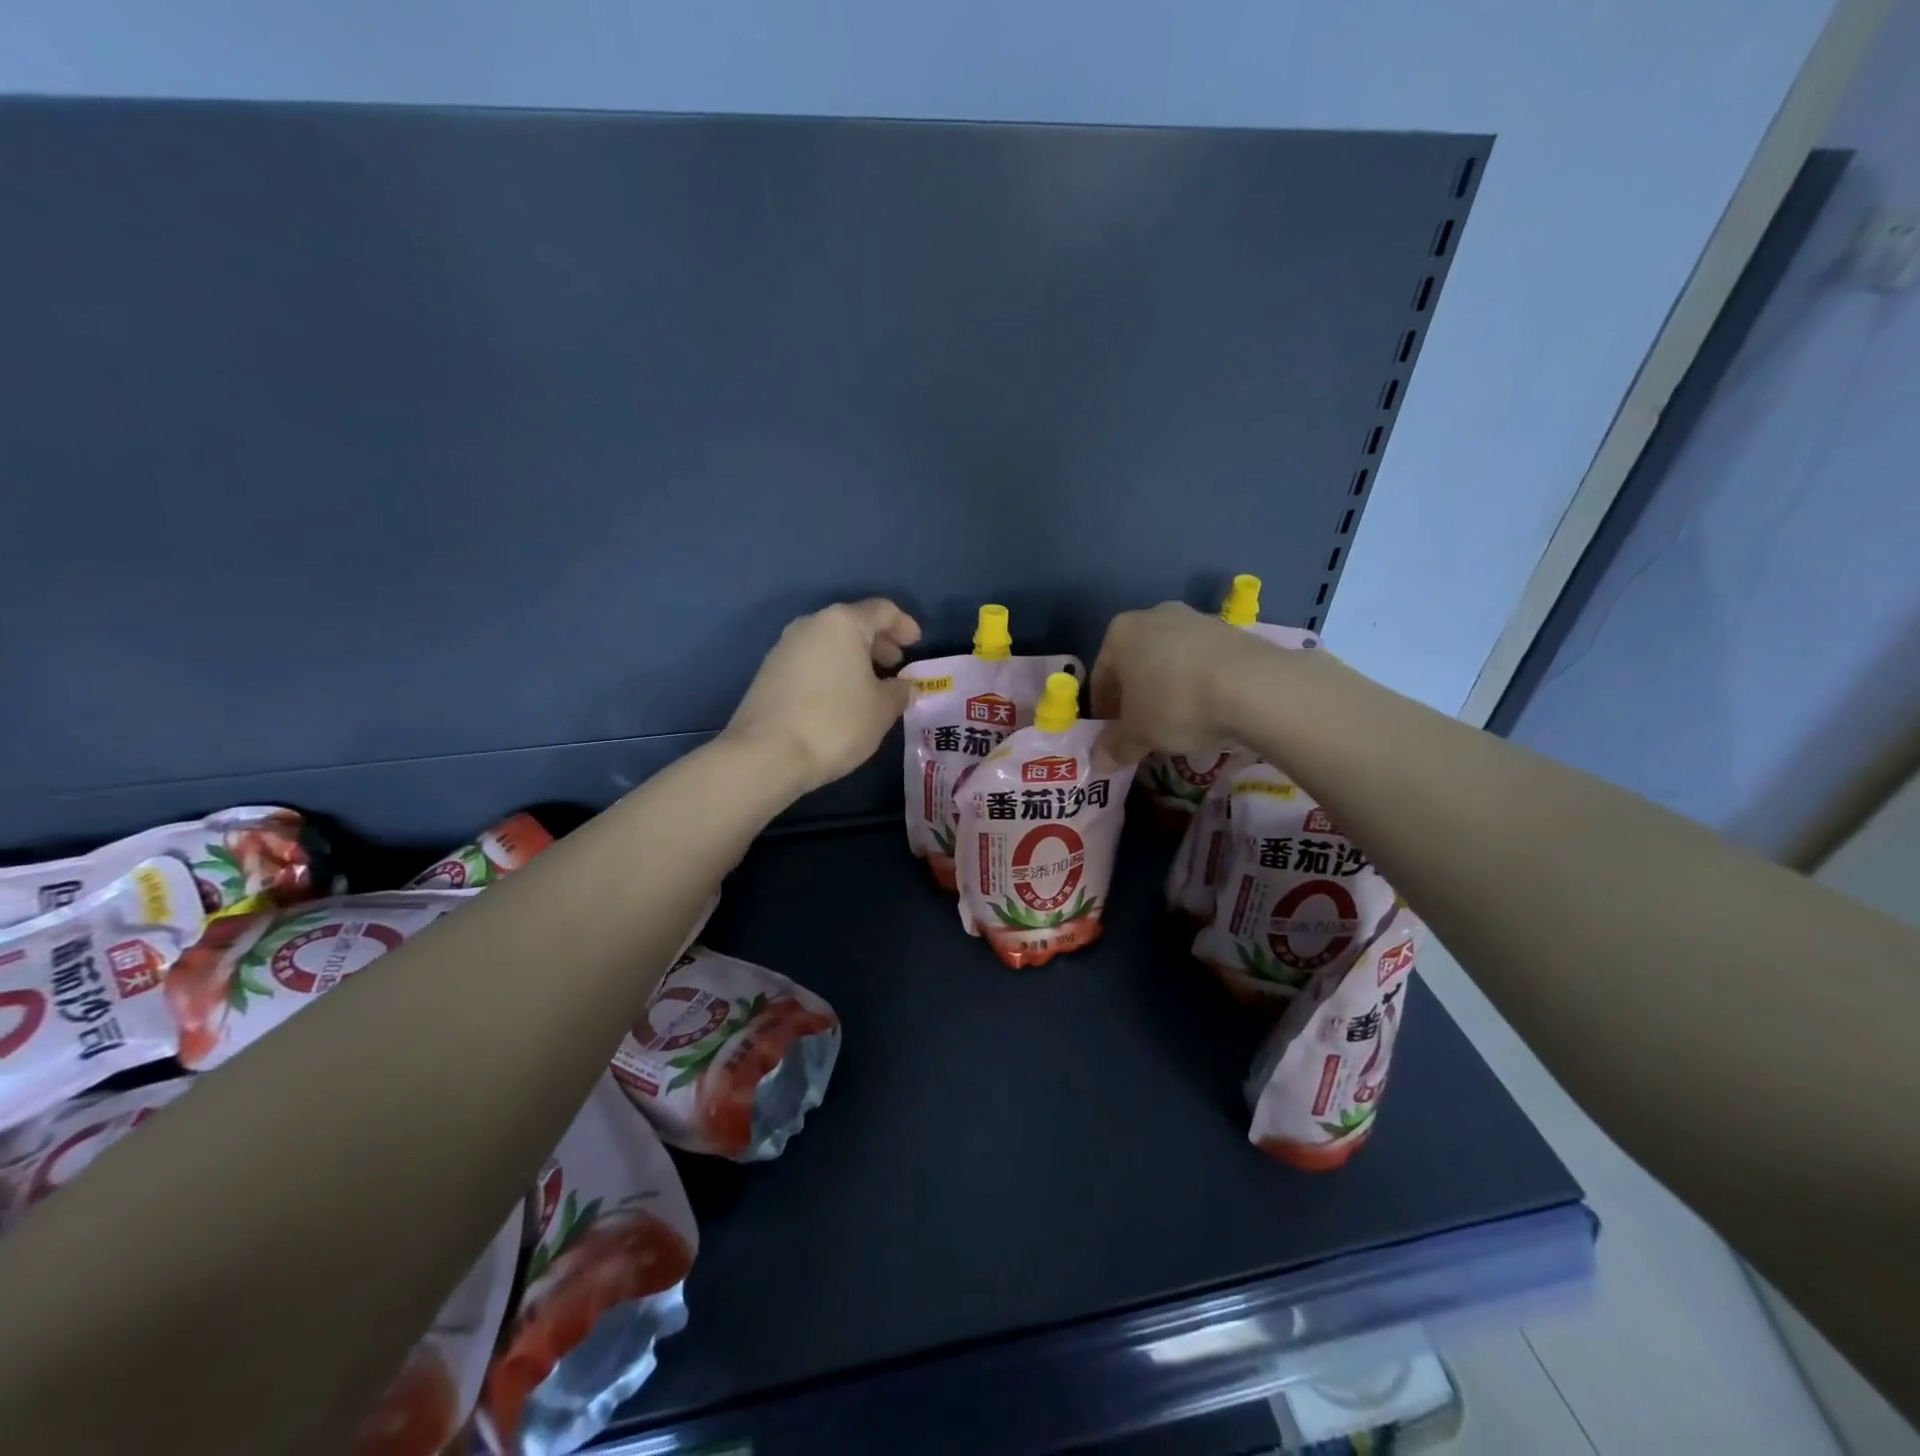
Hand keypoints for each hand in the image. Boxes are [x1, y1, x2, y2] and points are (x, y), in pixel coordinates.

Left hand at [723, 599, 922, 794]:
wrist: (767, 753)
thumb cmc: (836, 722)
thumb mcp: (882, 709)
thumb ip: (900, 691)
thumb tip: (906, 686)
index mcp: (843, 623)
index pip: (882, 610)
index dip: (904, 625)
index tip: (916, 645)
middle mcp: (811, 625)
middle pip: (853, 624)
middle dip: (878, 643)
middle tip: (896, 666)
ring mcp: (785, 647)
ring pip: (830, 643)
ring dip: (854, 659)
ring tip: (871, 687)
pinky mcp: (769, 672)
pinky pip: (811, 661)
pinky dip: (832, 671)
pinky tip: (841, 699)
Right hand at [1088, 602, 1271, 763]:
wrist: (1254, 686)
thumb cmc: (1175, 705)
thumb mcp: (1138, 735)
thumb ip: (1114, 747)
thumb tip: (1100, 761)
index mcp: (1121, 633)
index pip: (1101, 677)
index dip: (1104, 712)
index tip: (1112, 737)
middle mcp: (1154, 616)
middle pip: (1136, 665)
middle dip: (1136, 698)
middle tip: (1143, 732)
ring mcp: (1196, 619)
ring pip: (1170, 661)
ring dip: (1168, 690)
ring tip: (1179, 724)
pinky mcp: (1232, 631)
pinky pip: (1203, 663)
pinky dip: (1199, 684)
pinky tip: (1209, 710)